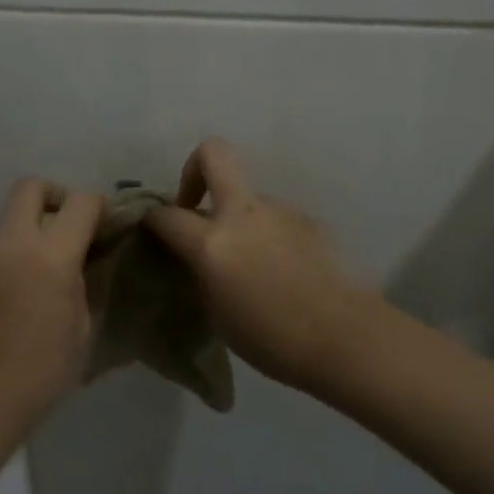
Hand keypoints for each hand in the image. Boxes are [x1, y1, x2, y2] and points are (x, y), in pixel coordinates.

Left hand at [0, 178, 104, 442]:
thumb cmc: (38, 376)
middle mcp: (9, 245)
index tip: (103, 222)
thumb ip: (83, 284)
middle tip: (65, 229)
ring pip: (6, 227)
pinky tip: (5, 308)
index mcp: (49, 257)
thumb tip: (82, 261)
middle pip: (29, 188)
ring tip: (34, 284)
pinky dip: (3, 269)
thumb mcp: (81, 331)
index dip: (97, 205)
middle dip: (54, 197)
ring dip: (26, 239)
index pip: (79, 203)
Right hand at [144, 139, 378, 391]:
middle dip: (193, 168)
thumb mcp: (215, 312)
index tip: (153, 229)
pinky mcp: (306, 219)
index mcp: (212, 242)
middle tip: (194, 203)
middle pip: (212, 153)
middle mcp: (243, 213)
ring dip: (238, 217)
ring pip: (247, 197)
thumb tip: (195, 255)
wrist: (342, 337)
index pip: (166, 214)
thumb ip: (200, 272)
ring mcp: (279, 210)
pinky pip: (274, 219)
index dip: (152, 219)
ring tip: (249, 261)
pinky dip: (267, 234)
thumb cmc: (270, 339)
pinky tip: (279, 269)